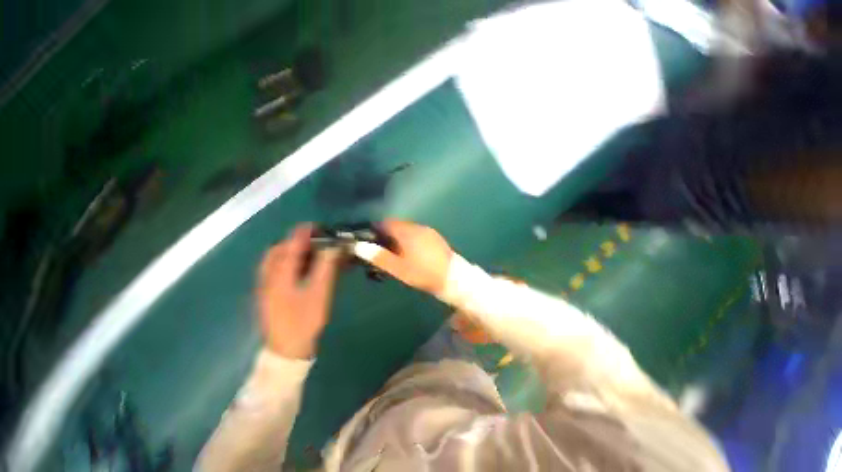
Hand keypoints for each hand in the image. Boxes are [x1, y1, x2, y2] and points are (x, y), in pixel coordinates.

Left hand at [257, 224, 340, 358]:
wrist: (287, 350)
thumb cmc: (304, 319)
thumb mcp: (319, 292)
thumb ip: (325, 267)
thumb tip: (333, 247)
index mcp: (279, 275)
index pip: (290, 246)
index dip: (302, 233)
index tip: (314, 225)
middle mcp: (268, 278)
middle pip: (278, 251)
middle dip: (295, 241)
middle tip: (313, 240)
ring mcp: (266, 287)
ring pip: (275, 261)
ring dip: (291, 252)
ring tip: (310, 251)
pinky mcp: (269, 295)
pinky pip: (276, 271)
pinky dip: (288, 263)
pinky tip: (302, 268)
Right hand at [363, 220, 452, 294]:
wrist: (452, 277)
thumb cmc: (422, 273)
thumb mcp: (398, 268)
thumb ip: (379, 256)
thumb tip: (358, 246)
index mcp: (407, 232)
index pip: (386, 223)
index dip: (376, 230)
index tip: (371, 242)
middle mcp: (418, 227)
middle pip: (398, 226)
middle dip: (388, 235)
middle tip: (383, 251)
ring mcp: (429, 231)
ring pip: (409, 230)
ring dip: (400, 238)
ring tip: (398, 254)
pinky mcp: (436, 237)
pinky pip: (418, 234)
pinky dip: (411, 240)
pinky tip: (413, 254)